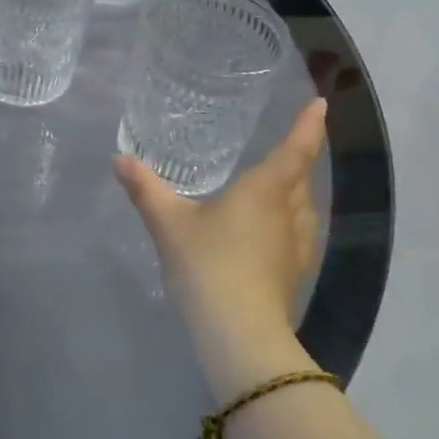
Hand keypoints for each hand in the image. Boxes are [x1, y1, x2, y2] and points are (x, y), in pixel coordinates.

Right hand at [114, 100, 327, 400]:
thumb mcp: (168, 223)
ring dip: (297, 190)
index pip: (294, 149)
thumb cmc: (208, 264)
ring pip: (304, 207)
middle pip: (301, 177)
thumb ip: (145, 188)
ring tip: (280, 183)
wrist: (240, 334)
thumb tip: (118, 158)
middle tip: (288, 142)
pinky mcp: (294, 272)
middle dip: (299, 157)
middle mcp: (289, 212)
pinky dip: (290, 220)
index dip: (307, 125)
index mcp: (265, 190)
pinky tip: (271, 230)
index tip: (320, 104)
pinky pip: (299, 233)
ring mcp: (297, 245)